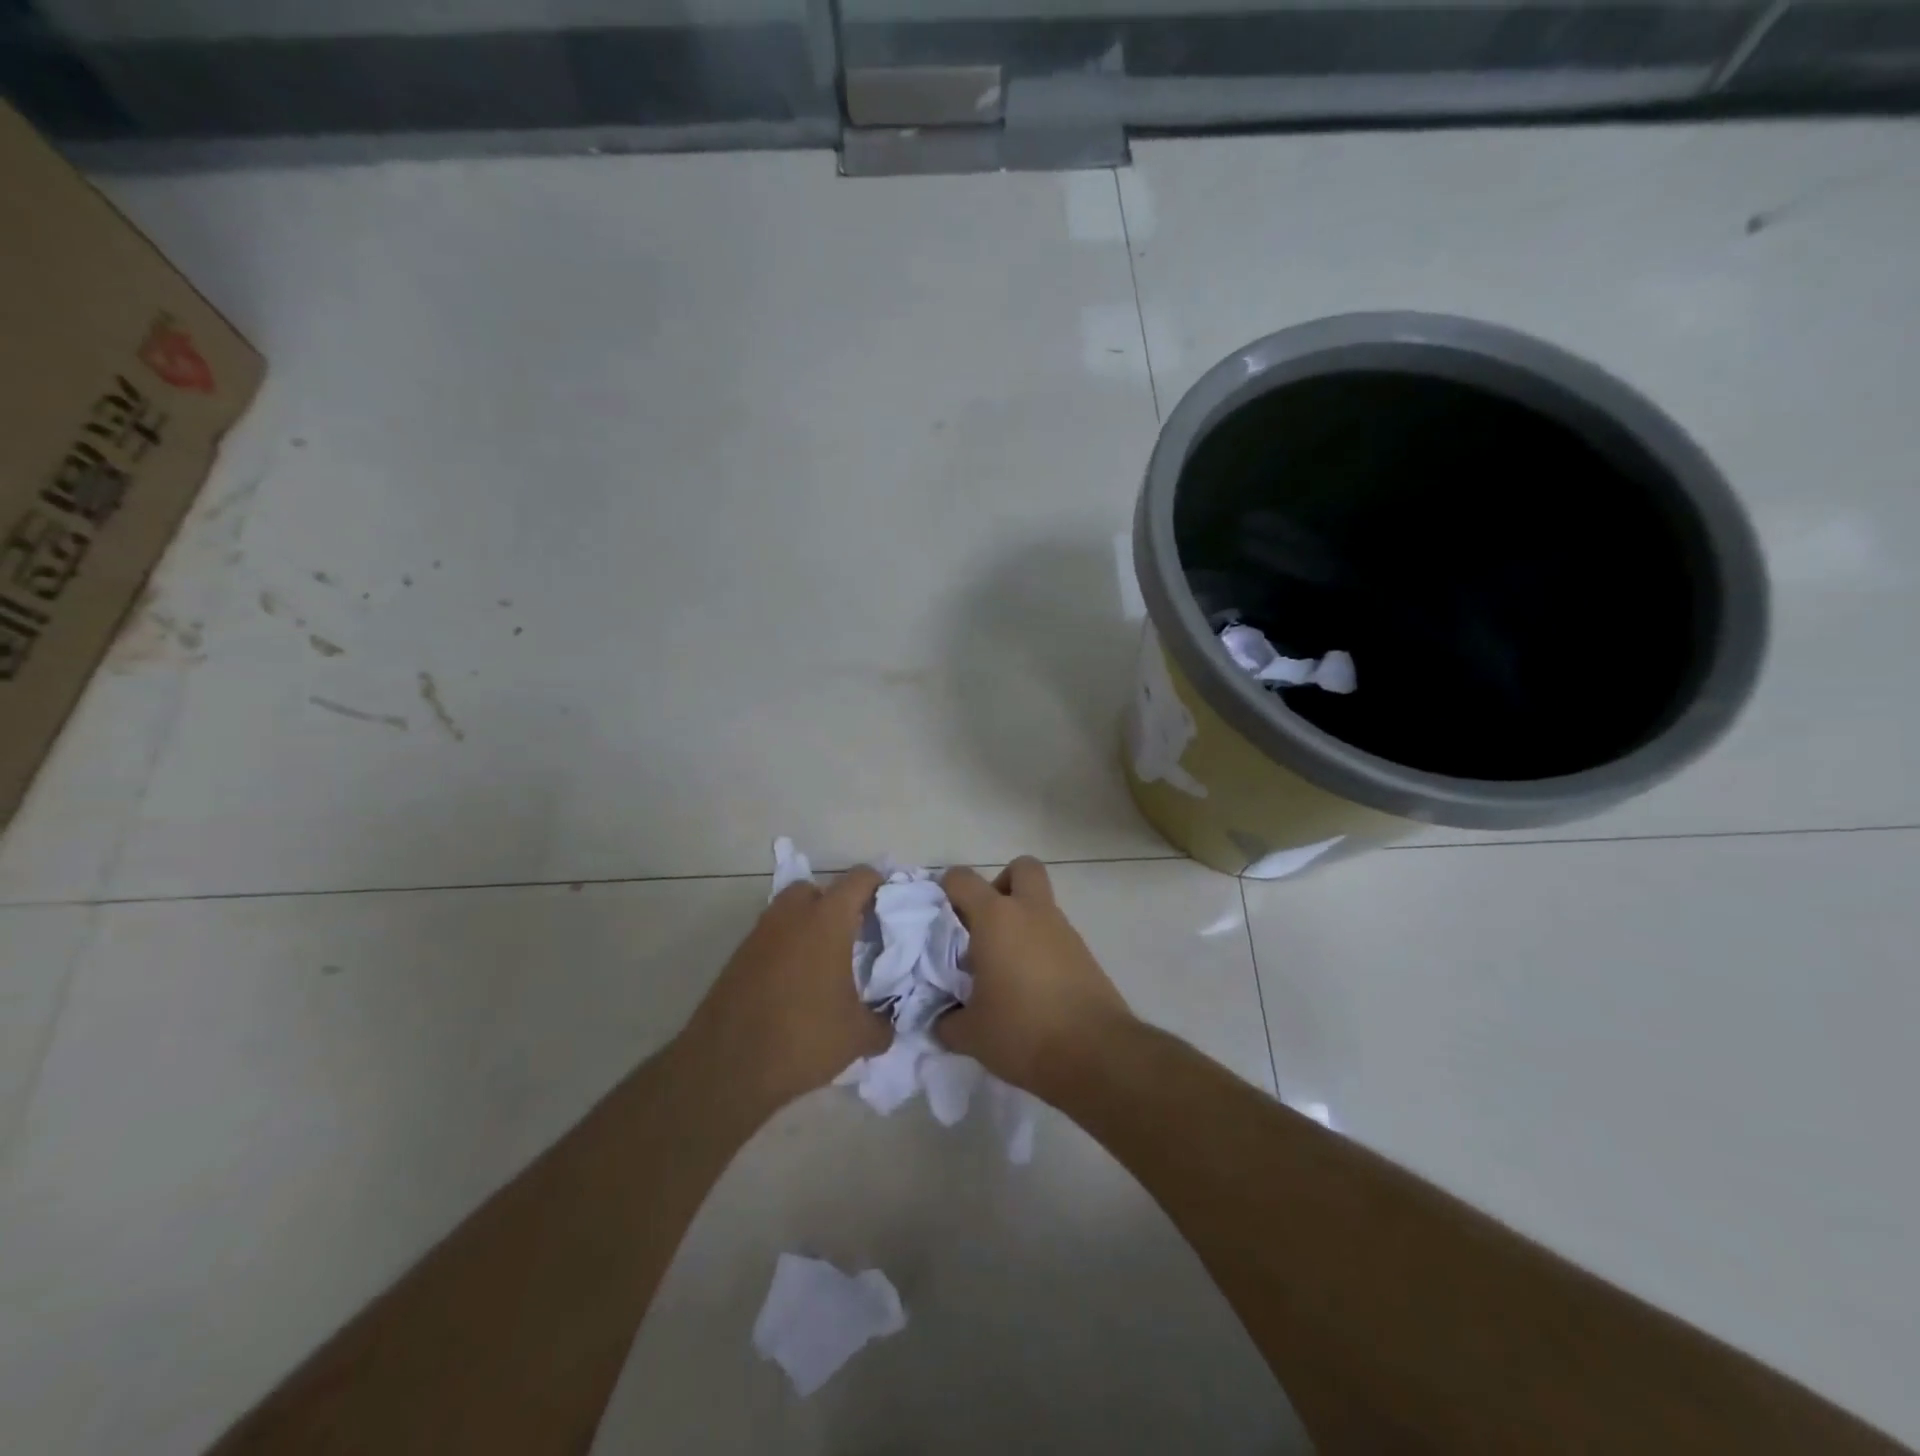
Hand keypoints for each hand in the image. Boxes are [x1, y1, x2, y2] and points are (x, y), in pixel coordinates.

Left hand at [679, 867, 889, 1112]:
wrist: (726, 1068)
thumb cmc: (802, 1038)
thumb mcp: (857, 1036)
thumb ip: (882, 1023)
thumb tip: (889, 1023)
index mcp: (827, 921)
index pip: (859, 879)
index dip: (878, 885)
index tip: (889, 905)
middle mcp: (791, 916)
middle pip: (815, 889)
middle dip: (834, 904)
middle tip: (852, 935)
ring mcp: (759, 935)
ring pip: (788, 912)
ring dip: (806, 925)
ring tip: (824, 963)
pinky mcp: (737, 958)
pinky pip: (769, 939)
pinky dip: (785, 949)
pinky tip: (795, 984)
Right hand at [936, 856, 1132, 1097]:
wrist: (1095, 1053)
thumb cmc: (1022, 1032)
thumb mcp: (970, 1033)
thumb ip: (947, 1020)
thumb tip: (942, 1019)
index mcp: (996, 918)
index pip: (962, 880)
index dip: (946, 890)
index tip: (939, 918)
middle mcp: (1032, 912)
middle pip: (1021, 868)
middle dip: (1001, 884)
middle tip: (985, 923)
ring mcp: (1063, 931)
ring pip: (1040, 904)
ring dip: (1022, 921)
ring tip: (1003, 968)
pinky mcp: (1084, 954)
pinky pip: (1055, 935)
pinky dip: (1040, 947)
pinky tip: (1029, 987)